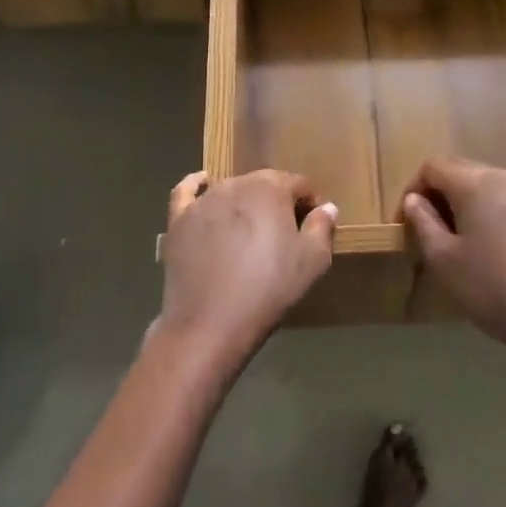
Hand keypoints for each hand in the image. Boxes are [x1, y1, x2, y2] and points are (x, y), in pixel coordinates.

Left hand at [155, 169, 336, 375]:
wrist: (210, 323)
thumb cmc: (269, 289)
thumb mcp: (312, 261)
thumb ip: (322, 227)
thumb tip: (326, 207)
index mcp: (270, 188)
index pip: (298, 184)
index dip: (310, 203)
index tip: (314, 226)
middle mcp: (235, 184)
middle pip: (264, 184)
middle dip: (278, 202)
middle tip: (285, 233)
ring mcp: (203, 201)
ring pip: (231, 190)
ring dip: (245, 203)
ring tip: (251, 231)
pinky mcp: (179, 220)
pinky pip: (187, 192)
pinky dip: (197, 185)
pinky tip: (203, 183)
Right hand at [398, 157, 505, 370]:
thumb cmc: (492, 289)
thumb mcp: (444, 260)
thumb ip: (423, 222)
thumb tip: (415, 200)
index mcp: (478, 183)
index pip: (434, 166)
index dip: (412, 188)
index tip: (405, 222)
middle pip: (465, 171)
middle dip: (441, 194)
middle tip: (431, 229)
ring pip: (493, 187)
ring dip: (471, 204)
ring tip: (465, 240)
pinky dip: (499, 216)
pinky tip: (501, 251)